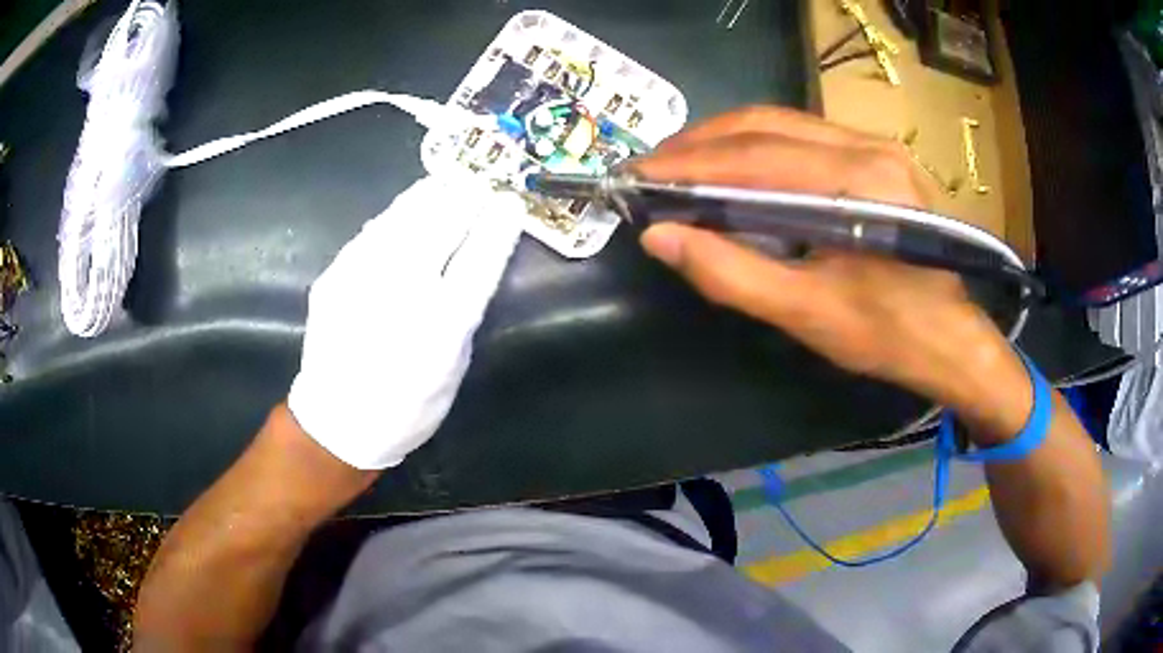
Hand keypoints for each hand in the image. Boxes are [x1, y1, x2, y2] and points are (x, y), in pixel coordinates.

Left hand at [288, 174, 524, 468]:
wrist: (338, 420)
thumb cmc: (408, 406)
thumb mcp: (453, 367)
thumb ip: (464, 311)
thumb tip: (473, 263)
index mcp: (441, 325)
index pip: (480, 258)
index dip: (499, 224)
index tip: (510, 202)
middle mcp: (402, 292)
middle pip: (441, 225)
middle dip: (467, 197)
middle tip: (482, 180)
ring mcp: (362, 277)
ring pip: (404, 218)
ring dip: (431, 194)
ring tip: (450, 181)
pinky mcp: (335, 274)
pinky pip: (373, 231)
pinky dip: (397, 214)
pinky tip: (409, 207)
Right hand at [635, 107, 1032, 438]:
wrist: (951, 338)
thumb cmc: (887, 335)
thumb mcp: (807, 314)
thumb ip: (730, 273)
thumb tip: (659, 237)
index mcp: (860, 183)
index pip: (756, 156)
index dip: (688, 162)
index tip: (636, 175)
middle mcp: (868, 146)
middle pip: (765, 124)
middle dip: (699, 143)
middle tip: (651, 169)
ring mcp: (875, 145)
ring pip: (781, 123)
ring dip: (723, 140)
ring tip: (679, 166)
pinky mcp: (876, 155)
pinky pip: (802, 135)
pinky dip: (755, 146)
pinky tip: (731, 167)